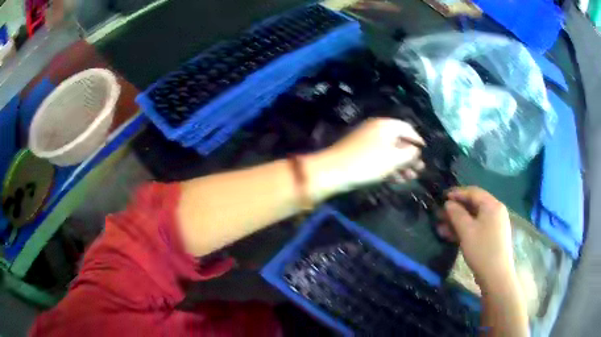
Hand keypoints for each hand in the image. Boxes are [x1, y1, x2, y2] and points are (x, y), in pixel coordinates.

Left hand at [304, 118, 423, 200]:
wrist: (333, 172)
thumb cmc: (368, 163)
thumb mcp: (394, 159)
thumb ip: (410, 153)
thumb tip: (416, 150)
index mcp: (386, 125)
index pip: (408, 129)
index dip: (418, 141)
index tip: (425, 152)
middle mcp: (377, 129)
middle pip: (399, 141)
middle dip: (410, 156)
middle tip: (419, 170)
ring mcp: (367, 142)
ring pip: (390, 152)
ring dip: (401, 165)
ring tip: (411, 178)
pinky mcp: (361, 154)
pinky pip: (380, 158)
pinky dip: (390, 167)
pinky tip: (397, 179)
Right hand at [437, 186, 515, 290]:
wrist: (496, 275)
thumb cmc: (482, 250)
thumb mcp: (466, 231)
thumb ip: (456, 214)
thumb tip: (448, 204)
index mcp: (492, 205)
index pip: (473, 192)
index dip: (457, 193)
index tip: (442, 197)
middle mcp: (496, 211)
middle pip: (474, 205)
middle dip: (456, 210)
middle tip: (440, 215)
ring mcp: (495, 224)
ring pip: (474, 218)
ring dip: (458, 221)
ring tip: (442, 228)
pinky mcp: (493, 236)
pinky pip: (478, 227)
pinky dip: (466, 229)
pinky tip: (452, 236)